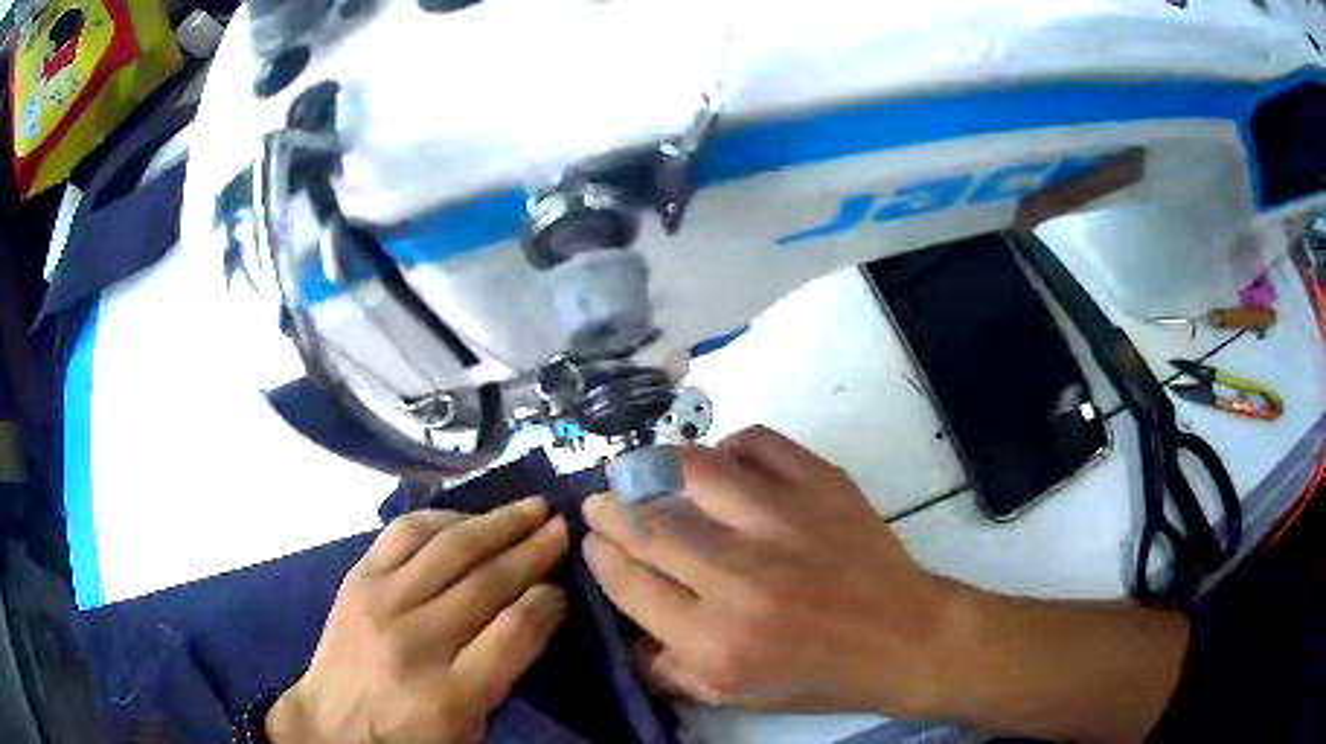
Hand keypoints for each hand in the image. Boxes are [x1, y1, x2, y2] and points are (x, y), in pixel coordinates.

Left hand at [267, 498, 569, 743]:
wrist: (333, 723)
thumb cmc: (411, 733)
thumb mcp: (472, 724)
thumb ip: (506, 668)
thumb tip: (538, 605)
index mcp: (453, 694)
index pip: (515, 631)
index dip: (548, 601)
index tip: (564, 586)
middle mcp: (417, 641)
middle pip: (486, 582)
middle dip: (533, 549)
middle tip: (562, 526)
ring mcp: (381, 603)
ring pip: (450, 548)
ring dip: (497, 522)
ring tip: (530, 508)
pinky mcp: (357, 578)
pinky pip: (405, 533)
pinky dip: (443, 518)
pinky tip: (468, 517)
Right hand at [582, 426, 952, 714]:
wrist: (904, 639)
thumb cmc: (818, 677)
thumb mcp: (732, 696)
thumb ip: (666, 668)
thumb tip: (624, 625)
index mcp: (715, 640)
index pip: (629, 581)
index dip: (600, 554)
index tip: (593, 540)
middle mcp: (741, 578)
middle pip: (649, 525)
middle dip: (611, 509)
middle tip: (601, 502)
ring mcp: (785, 522)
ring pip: (693, 472)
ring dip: (652, 468)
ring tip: (640, 471)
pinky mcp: (822, 486)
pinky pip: (756, 444)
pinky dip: (725, 447)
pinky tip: (719, 464)